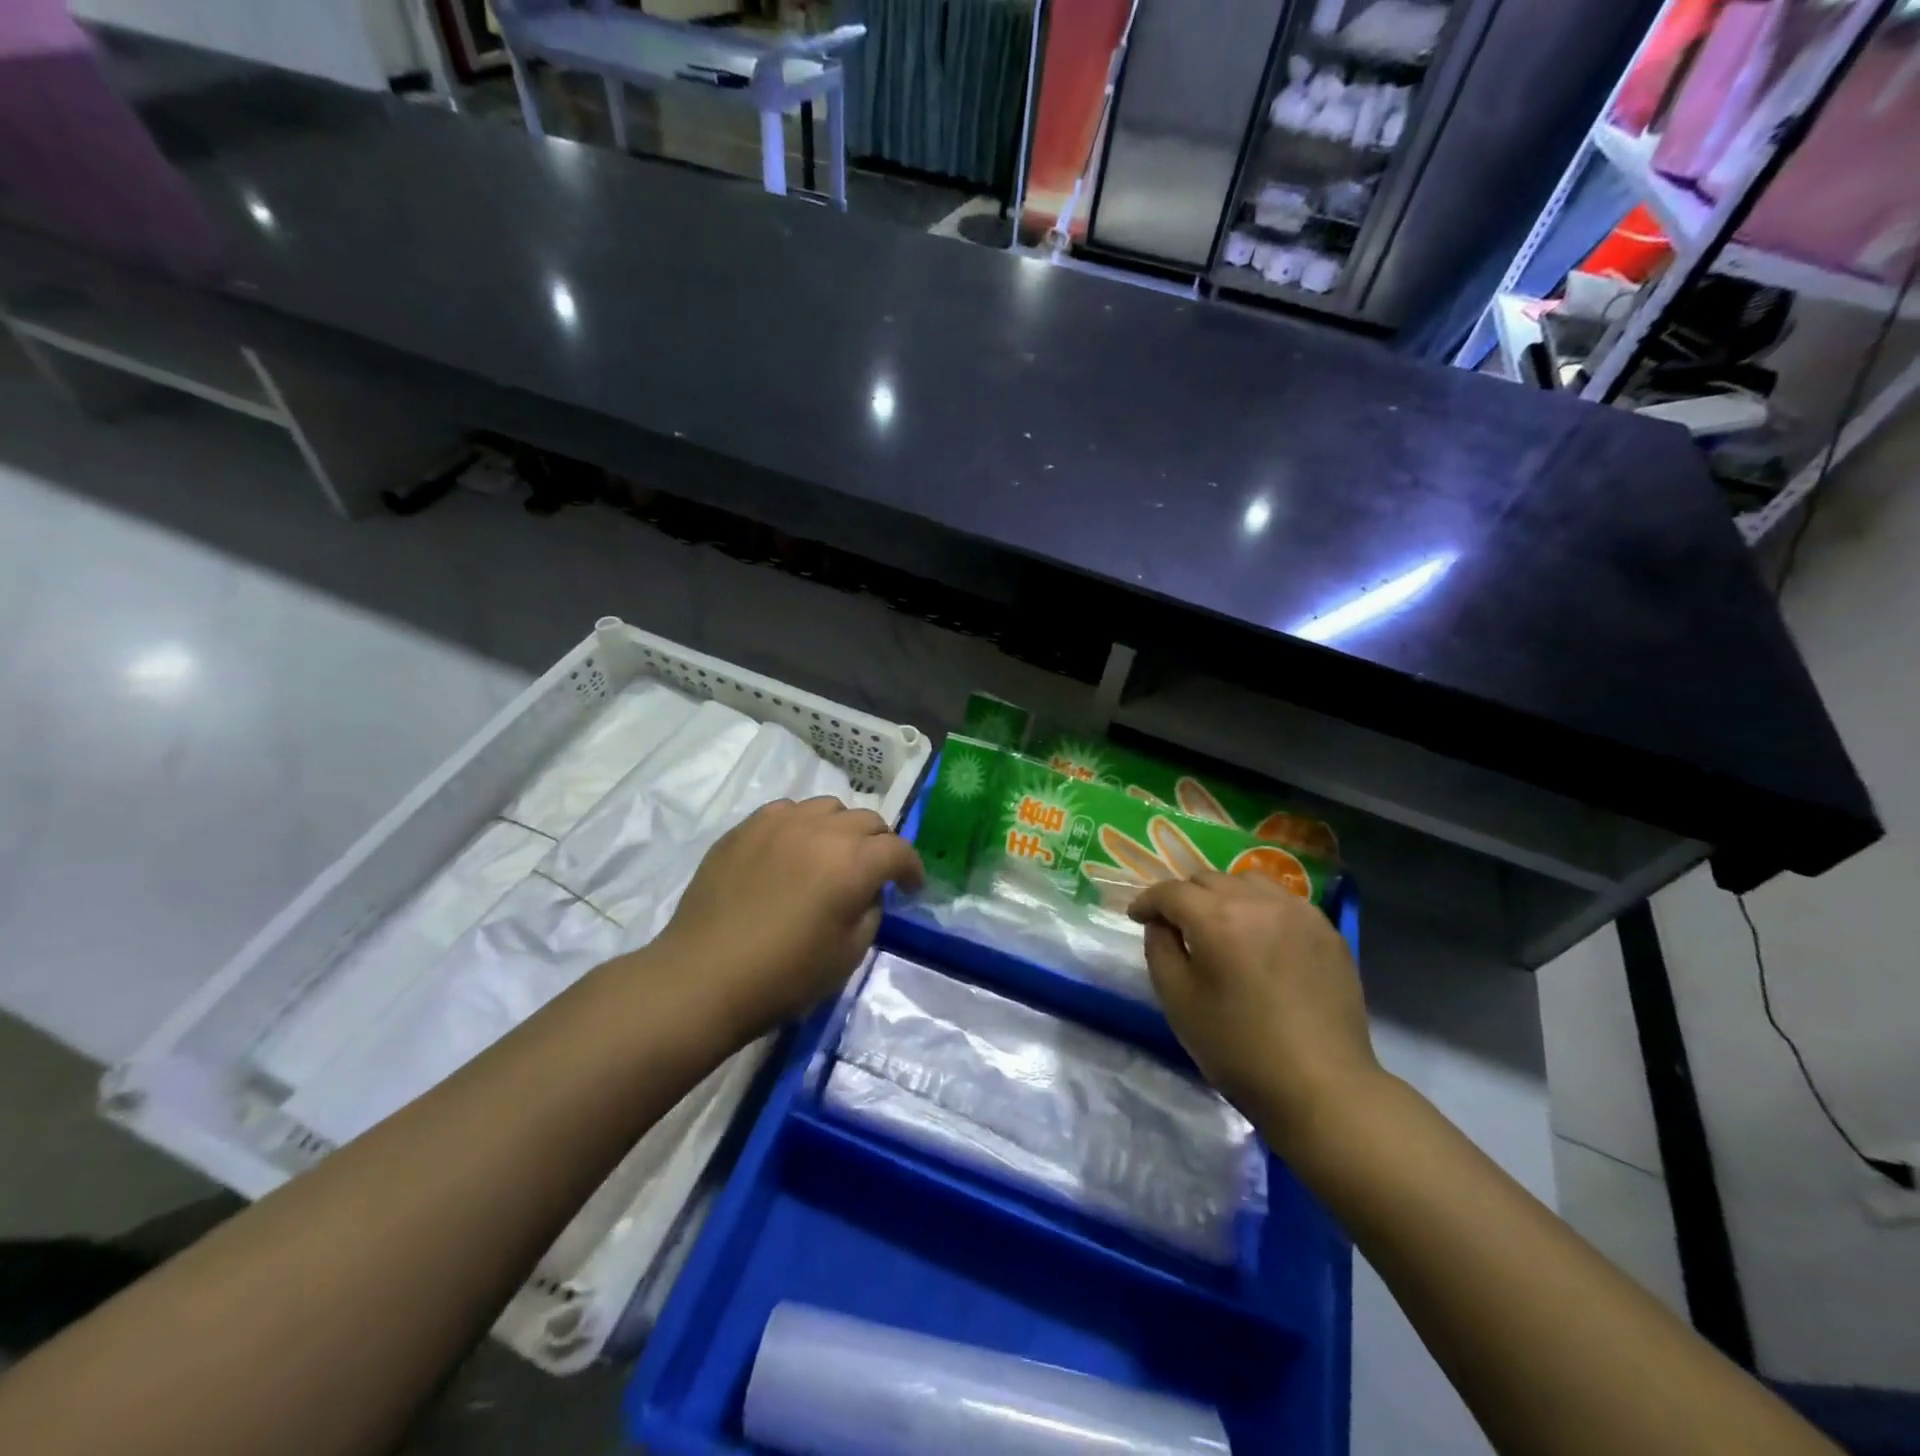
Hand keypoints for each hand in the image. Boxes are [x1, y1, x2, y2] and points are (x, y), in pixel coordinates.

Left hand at [658, 797, 923, 1039]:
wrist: (704, 977)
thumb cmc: (784, 975)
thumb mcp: (848, 954)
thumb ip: (870, 910)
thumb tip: (866, 891)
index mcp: (853, 862)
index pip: (898, 850)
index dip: (911, 868)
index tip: (909, 887)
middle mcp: (821, 830)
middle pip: (867, 820)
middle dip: (880, 844)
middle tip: (873, 872)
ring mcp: (779, 823)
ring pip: (828, 807)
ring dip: (841, 828)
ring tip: (831, 854)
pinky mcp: (746, 827)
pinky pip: (787, 811)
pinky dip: (802, 826)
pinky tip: (791, 851)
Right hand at [1128, 872, 1378, 1153]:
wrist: (1322, 1087)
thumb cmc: (1238, 1048)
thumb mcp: (1178, 1001)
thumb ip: (1159, 949)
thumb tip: (1161, 924)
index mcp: (1216, 917)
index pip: (1171, 891)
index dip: (1147, 901)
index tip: (1137, 917)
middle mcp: (1258, 901)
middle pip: (1208, 879)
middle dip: (1184, 897)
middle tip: (1176, 925)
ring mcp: (1298, 912)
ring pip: (1248, 881)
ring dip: (1224, 895)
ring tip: (1220, 925)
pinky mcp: (1326, 930)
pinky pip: (1282, 901)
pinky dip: (1260, 908)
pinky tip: (1260, 938)